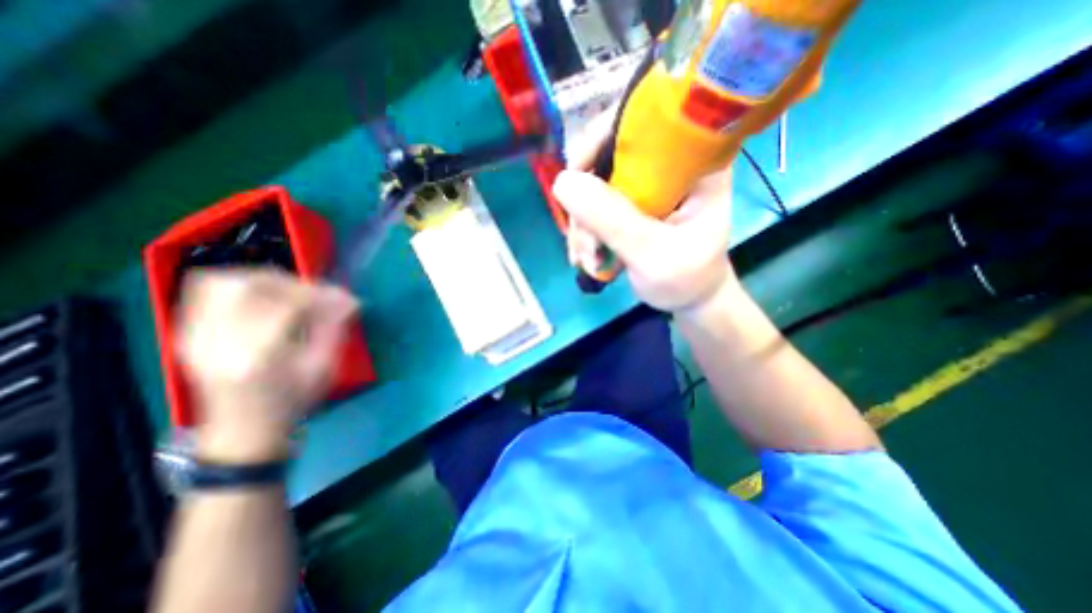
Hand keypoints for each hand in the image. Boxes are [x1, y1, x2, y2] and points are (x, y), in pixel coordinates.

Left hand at [176, 269, 358, 460]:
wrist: (243, 430)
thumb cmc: (291, 401)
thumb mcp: (323, 368)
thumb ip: (334, 328)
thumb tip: (348, 299)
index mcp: (258, 356)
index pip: (287, 305)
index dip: (320, 294)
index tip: (344, 298)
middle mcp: (218, 342)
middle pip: (245, 286)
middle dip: (287, 282)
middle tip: (312, 293)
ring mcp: (195, 336)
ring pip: (219, 282)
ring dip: (260, 279)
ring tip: (287, 291)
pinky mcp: (187, 333)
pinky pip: (206, 292)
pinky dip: (239, 285)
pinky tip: (262, 297)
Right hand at [557, 109, 732, 310]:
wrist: (687, 298)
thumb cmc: (686, 278)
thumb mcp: (653, 254)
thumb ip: (612, 220)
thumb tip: (561, 182)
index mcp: (693, 160)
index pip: (643, 120)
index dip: (600, 140)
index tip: (576, 182)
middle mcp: (666, 162)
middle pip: (607, 154)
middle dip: (586, 202)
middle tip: (585, 246)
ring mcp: (645, 183)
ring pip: (594, 183)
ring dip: (582, 224)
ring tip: (588, 260)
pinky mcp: (629, 201)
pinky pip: (594, 204)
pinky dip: (585, 231)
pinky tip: (587, 257)